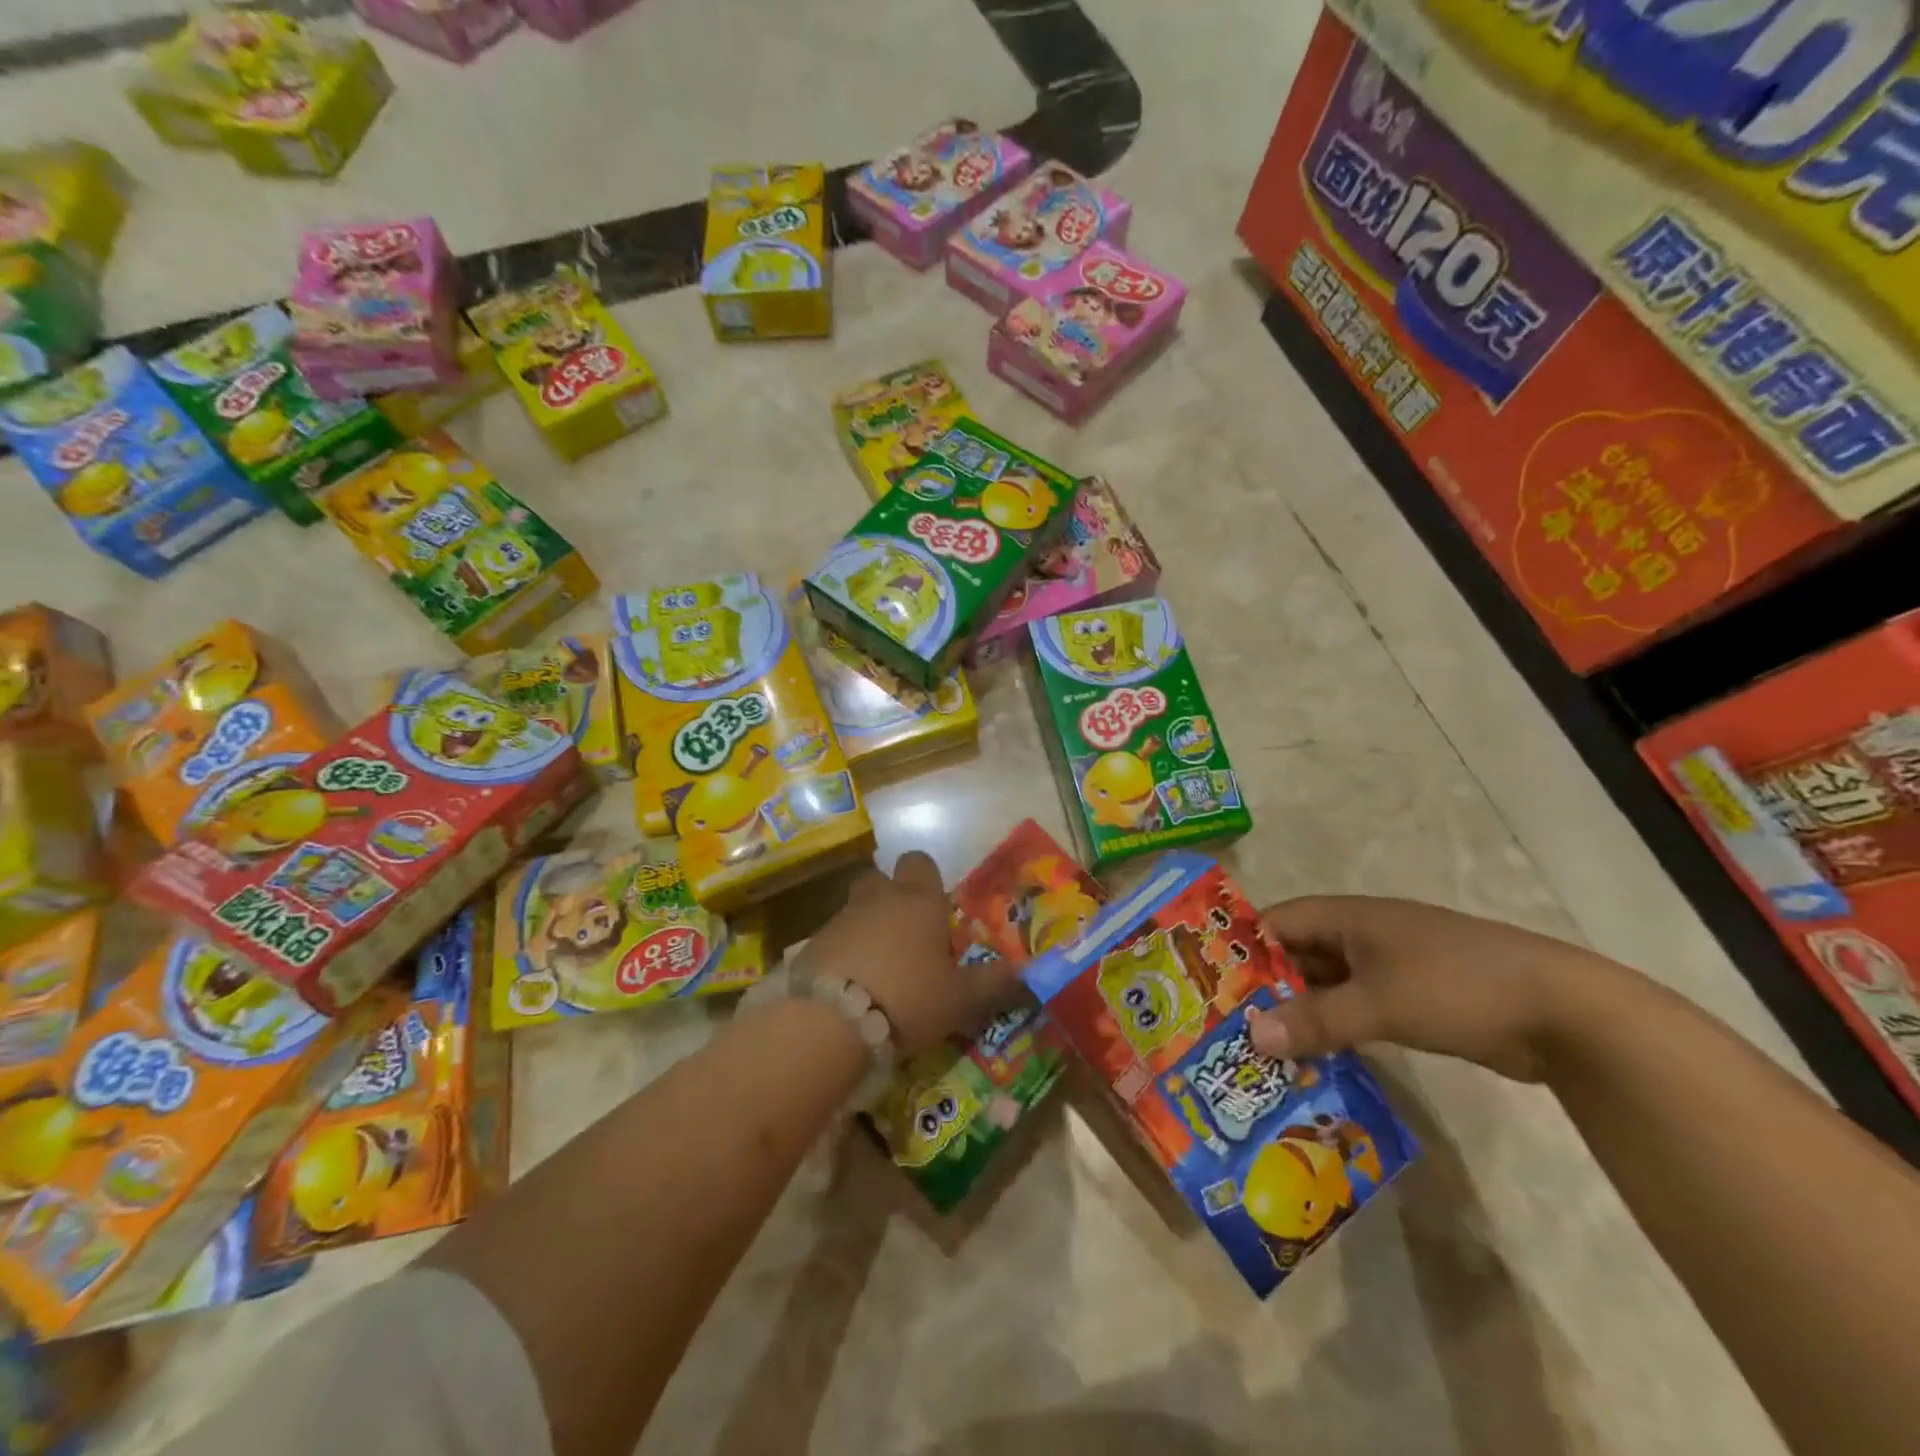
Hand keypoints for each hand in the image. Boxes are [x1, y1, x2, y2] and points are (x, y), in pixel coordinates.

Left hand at [806, 852, 1022, 1054]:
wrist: (831, 1018)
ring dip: (866, 929)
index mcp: (917, 901)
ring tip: (879, 971)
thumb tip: (1025, 972)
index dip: (927, 878)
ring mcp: (839, 919)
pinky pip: (832, 940)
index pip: (920, 862)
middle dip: (890, 898)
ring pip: (855, 910)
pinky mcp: (810, 945)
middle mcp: (877, 899)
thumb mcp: (960, 998)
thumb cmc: (908, 996)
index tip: (936, 908)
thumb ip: (992, 983)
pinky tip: (850, 988)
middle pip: (880, 879)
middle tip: (906, 935)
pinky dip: (842, 955)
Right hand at [1244, 896, 1610, 1082]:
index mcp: (1349, 918)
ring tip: (1264, 1049)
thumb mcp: (1378, 1003)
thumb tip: (1251, 1035)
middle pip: (1300, 955)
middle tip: (1230, 1025)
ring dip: (1302, 1013)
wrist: (1564, 1012)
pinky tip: (1316, 1060)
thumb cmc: (1456, 987)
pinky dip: (1336, 1029)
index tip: (1211, 982)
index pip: (1278, 922)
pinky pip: (1358, 1009)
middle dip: (1267, 987)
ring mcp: (1392, 967)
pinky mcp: (1415, 999)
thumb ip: (1313, 1020)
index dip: (1245, 946)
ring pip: (1329, 986)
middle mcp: (1364, 936)